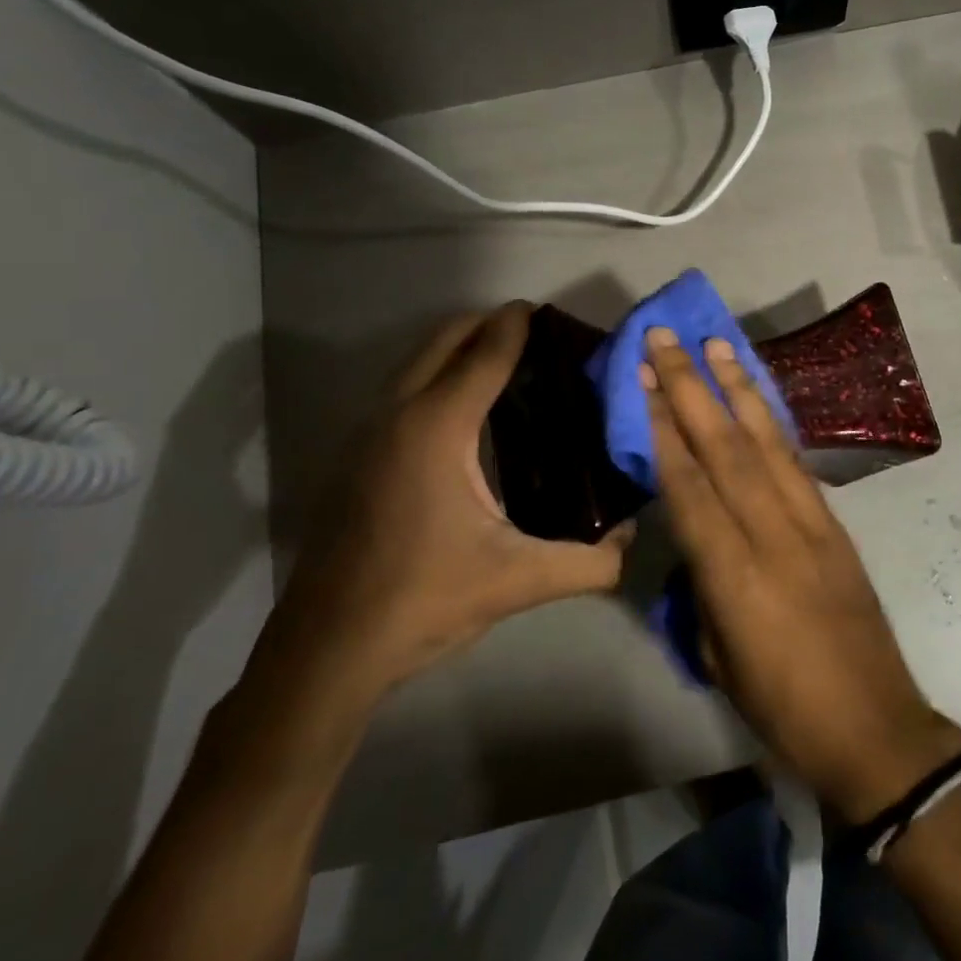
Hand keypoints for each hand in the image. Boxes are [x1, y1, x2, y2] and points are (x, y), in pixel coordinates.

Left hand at [279, 304, 632, 695]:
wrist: (326, 648)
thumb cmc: (423, 599)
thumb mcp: (519, 581)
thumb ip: (590, 563)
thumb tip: (634, 541)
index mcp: (437, 429)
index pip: (484, 354)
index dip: (516, 326)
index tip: (546, 311)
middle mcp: (396, 416)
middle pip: (442, 341)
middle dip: (486, 324)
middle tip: (534, 334)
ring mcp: (366, 435)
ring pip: (415, 364)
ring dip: (457, 349)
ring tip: (506, 364)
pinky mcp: (354, 458)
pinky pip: (401, 391)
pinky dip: (435, 377)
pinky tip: (464, 415)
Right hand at [643, 327, 960, 821]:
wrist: (872, 724)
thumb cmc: (781, 705)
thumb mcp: (718, 655)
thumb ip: (702, 586)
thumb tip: (695, 538)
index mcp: (733, 574)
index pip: (689, 486)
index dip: (664, 430)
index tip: (643, 381)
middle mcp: (772, 533)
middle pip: (725, 448)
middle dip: (691, 388)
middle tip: (667, 340)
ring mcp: (812, 523)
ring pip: (767, 442)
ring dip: (738, 388)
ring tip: (718, 344)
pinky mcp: (836, 524)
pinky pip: (797, 461)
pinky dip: (773, 422)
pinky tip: (757, 397)